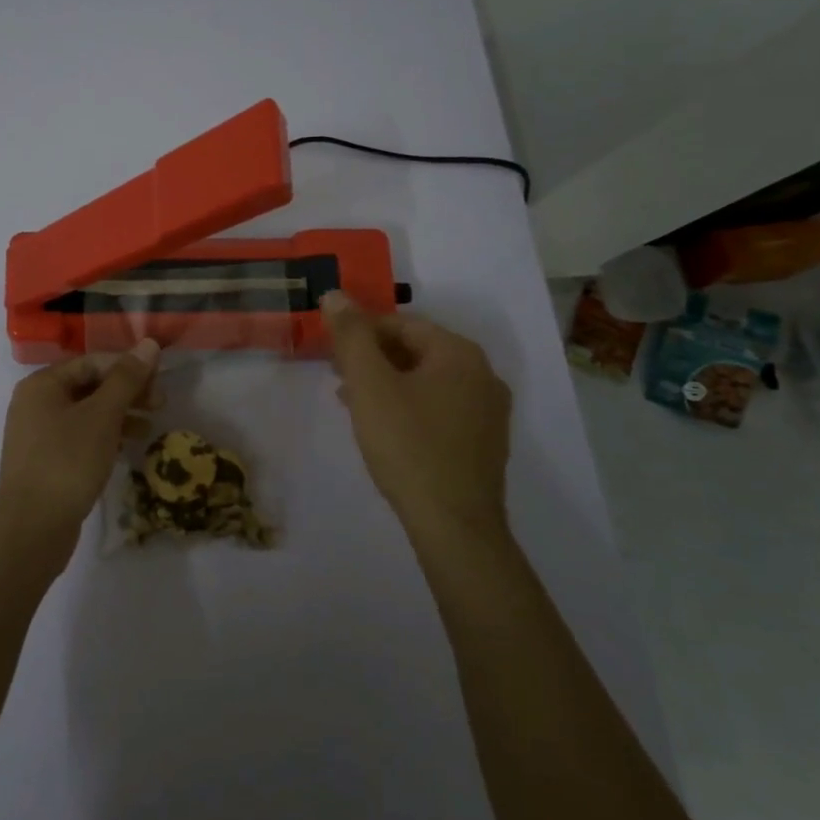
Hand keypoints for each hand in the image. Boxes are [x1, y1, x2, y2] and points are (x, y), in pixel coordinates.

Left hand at [0, 340, 160, 569]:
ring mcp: (39, 434)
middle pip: (89, 385)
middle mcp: (36, 403)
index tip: (159, 379)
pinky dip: (105, 436)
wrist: (31, 528)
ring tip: (150, 426)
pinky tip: (128, 446)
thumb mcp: (102, 415)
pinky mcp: (46, 461)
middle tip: (160, 403)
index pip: (92, 361)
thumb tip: (149, 343)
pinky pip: (80, 436)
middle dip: (126, 391)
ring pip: (86, 412)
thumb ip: (126, 378)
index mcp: (42, 384)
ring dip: (120, 414)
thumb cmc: (67, 462)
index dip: (127, 366)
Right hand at [320, 291, 511, 539]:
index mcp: (459, 353)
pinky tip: (383, 428)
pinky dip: (408, 407)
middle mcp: (483, 374)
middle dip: (372, 359)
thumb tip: (335, 294)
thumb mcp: (369, 385)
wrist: (454, 525)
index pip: (400, 324)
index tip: (331, 352)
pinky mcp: (484, 443)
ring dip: (387, 384)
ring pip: (426, 381)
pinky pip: (440, 409)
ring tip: (352, 402)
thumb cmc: (408, 445)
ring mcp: (488, 411)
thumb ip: (351, 336)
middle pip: (416, 351)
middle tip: (338, 376)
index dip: (360, 332)